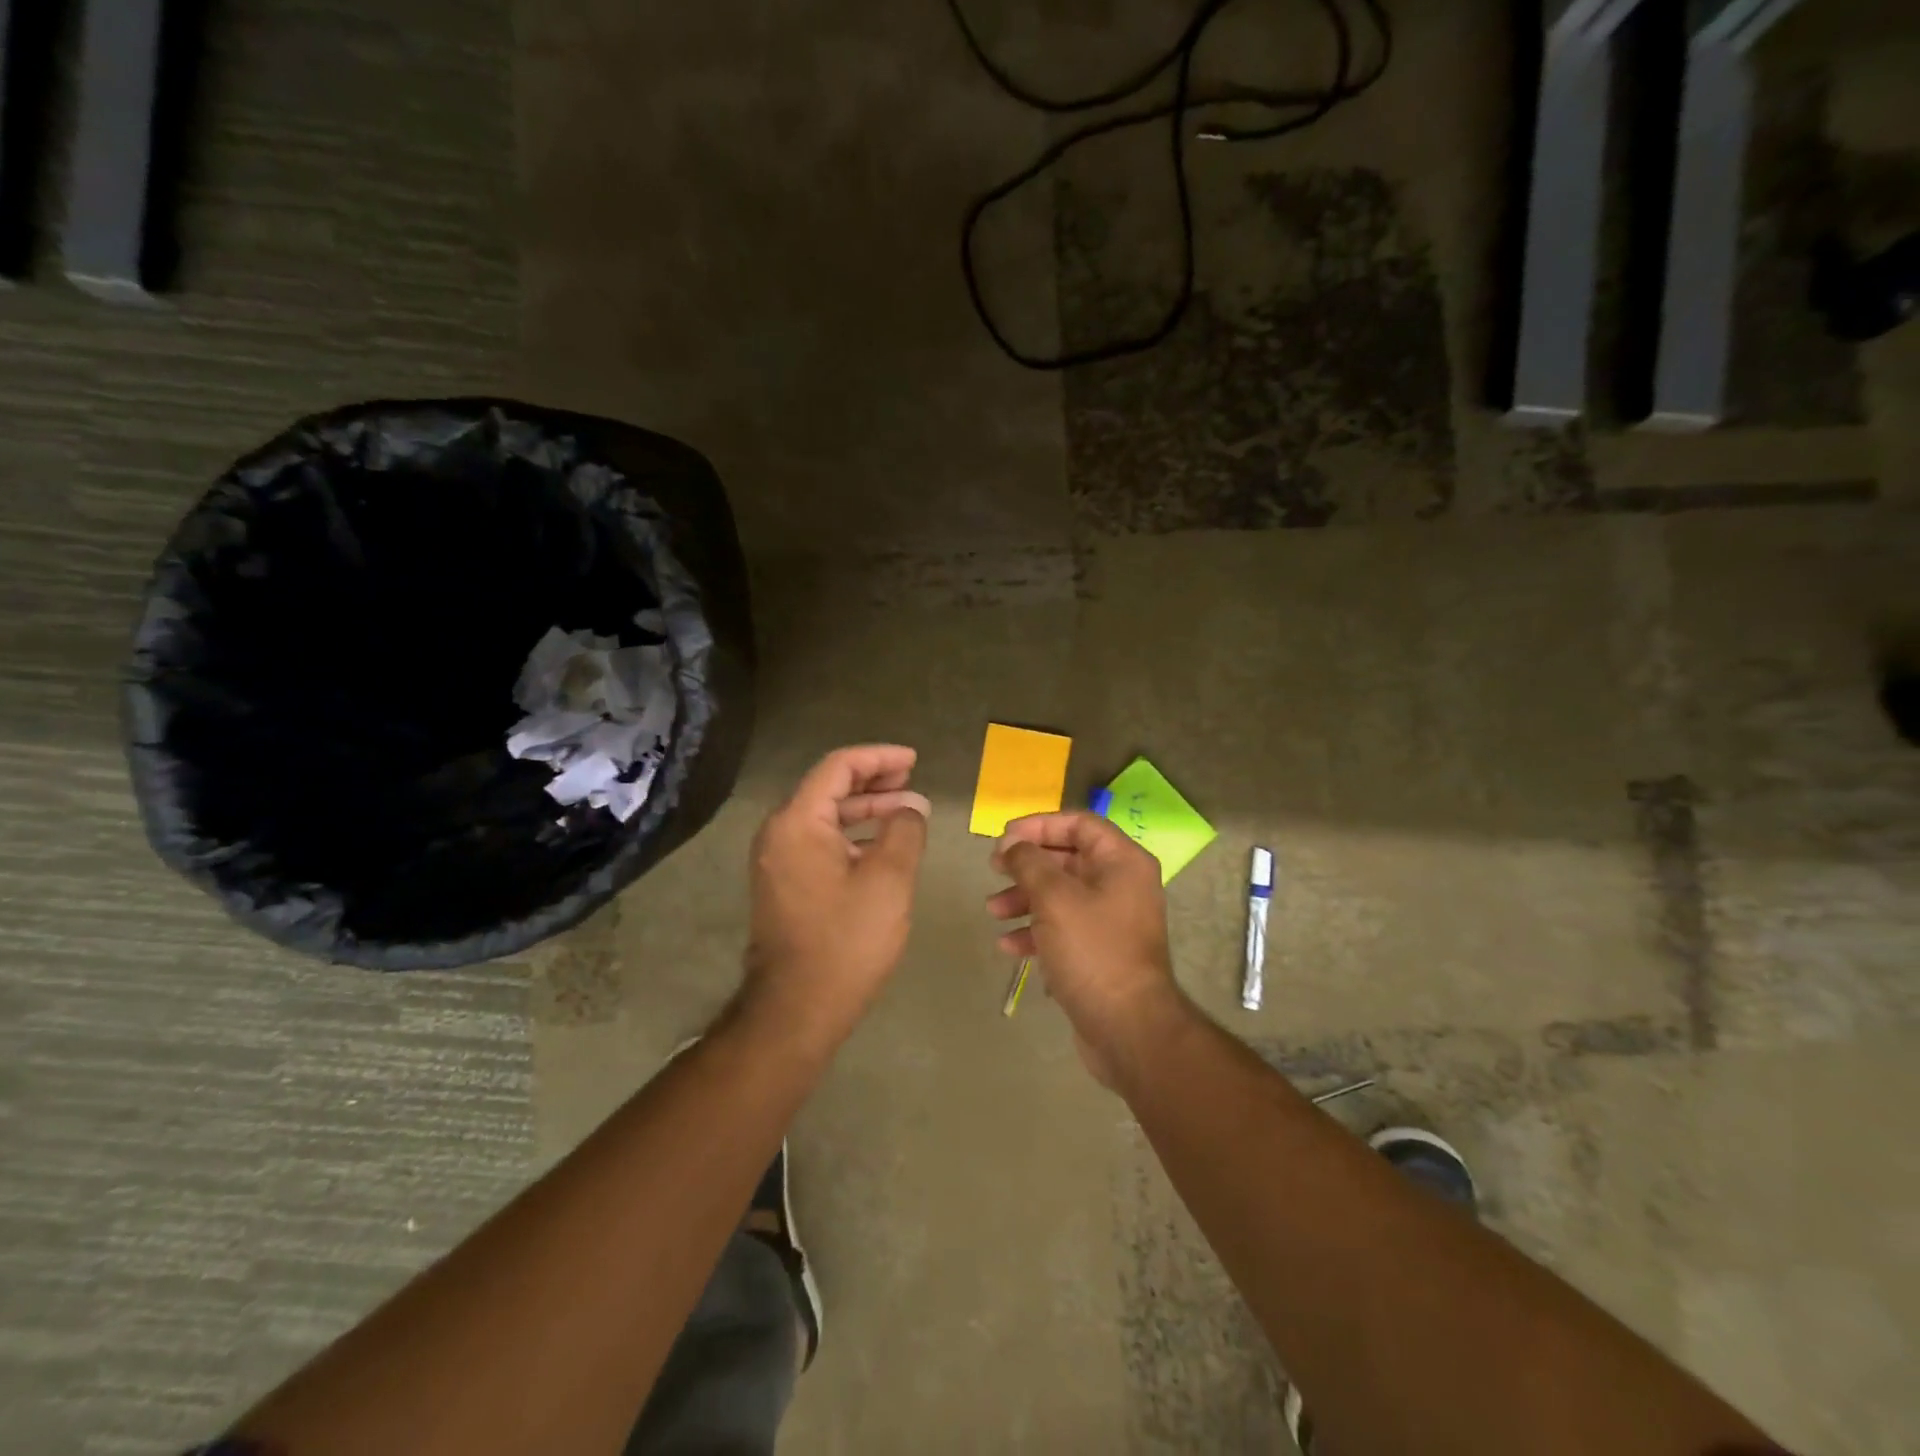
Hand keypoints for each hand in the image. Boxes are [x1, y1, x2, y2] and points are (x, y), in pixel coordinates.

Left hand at [741, 745, 930, 1041]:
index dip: (878, 757)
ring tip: (905, 812)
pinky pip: (820, 843)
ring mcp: (777, 861)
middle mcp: (779, 833)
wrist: (797, 1008)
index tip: (913, 760)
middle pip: (828, 789)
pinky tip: (881, 847)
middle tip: (911, 782)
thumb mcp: (888, 878)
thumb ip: (904, 830)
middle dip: (873, 782)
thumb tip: (911, 806)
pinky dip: (852, 836)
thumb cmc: (846, 939)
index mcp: (797, 822)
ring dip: (865, 810)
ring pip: (825, 818)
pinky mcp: (784, 885)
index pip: (838, 767)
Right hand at [987, 812, 1185, 1080]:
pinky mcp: (1100, 952)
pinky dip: (1036, 931)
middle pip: (1068, 858)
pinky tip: (1008, 946)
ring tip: (993, 910)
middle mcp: (1122, 885)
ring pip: (1061, 895)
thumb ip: (1029, 863)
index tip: (1003, 838)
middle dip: (1027, 864)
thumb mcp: (1054, 898)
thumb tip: (1014, 845)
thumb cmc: (1092, 950)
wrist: (1128, 1029)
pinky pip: (1064, 929)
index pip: (1079, 823)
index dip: (1038, 825)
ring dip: (1024, 898)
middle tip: (994, 869)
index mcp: (1122, 862)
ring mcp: (1112, 921)